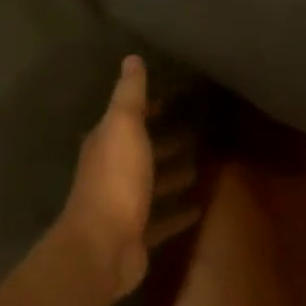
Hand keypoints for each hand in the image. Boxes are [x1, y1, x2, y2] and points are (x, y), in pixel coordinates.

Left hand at [58, 56, 199, 299]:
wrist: (103, 247)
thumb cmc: (116, 179)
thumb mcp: (124, 126)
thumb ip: (130, 95)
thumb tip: (131, 58)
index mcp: (105, 145)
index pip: (126, 120)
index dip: (146, 110)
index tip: (171, 101)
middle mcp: (111, 173)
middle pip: (141, 152)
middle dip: (163, 142)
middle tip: (196, 130)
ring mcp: (123, 206)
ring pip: (151, 185)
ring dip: (171, 175)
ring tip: (202, 165)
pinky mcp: (137, 235)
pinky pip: (162, 219)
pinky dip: (178, 213)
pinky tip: (200, 208)